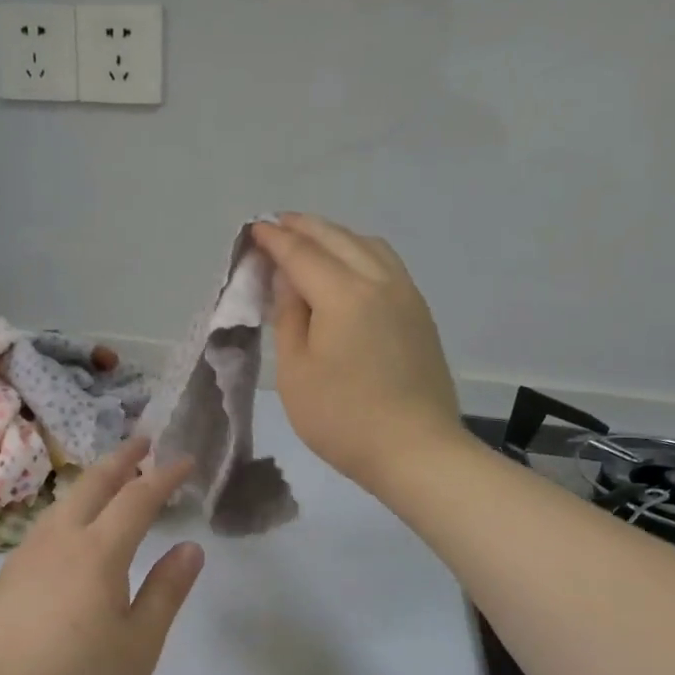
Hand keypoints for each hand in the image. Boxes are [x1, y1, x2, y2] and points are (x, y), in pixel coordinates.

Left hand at [0, 438, 203, 674]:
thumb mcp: (139, 643)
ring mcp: (27, 554)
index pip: (138, 498)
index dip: (164, 476)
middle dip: (122, 459)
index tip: (185, 459)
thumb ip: (166, 591)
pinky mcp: (7, 575)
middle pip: (93, 484)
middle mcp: (61, 539)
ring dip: (92, 481)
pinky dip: (70, 508)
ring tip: (109, 479)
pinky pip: (46, 524)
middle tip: (143, 441)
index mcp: (99, 551)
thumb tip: (191, 548)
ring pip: (64, 501)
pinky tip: (69, 528)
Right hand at [252, 214, 460, 490]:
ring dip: (336, 236)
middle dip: (304, 228)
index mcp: (343, 294)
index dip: (275, 240)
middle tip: (278, 224)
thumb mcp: (296, 372)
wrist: (416, 450)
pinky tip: (350, 267)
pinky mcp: (420, 314)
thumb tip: (289, 280)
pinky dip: (360, 252)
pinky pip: (387, 264)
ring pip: (368, 246)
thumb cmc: (343, 419)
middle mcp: (379, 282)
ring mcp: (406, 296)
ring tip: (312, 242)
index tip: (254, 228)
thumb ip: (289, 317)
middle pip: (338, 239)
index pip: (302, 254)